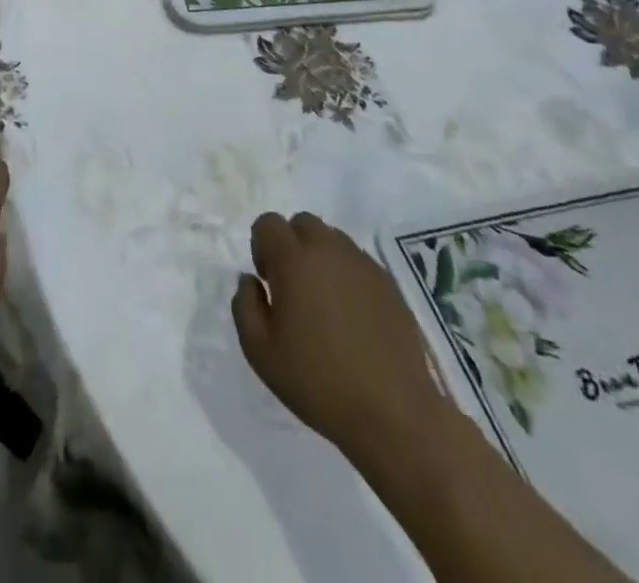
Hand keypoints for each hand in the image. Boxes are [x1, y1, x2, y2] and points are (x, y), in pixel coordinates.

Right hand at [232, 213, 448, 473]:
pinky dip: (348, 276)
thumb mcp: (260, 352)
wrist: (394, 415)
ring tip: (325, 303)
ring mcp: (363, 265)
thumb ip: (244, 305)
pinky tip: (352, 317)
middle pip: (302, 223)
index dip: (262, 247)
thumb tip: (249, 280)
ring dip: (321, 258)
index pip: (268, 223)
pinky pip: (358, 262)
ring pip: (332, 239)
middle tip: (294, 288)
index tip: (269, 283)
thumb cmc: (318, 382)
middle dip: (292, 245)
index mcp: (293, 260)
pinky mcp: (389, 284)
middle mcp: (328, 250)